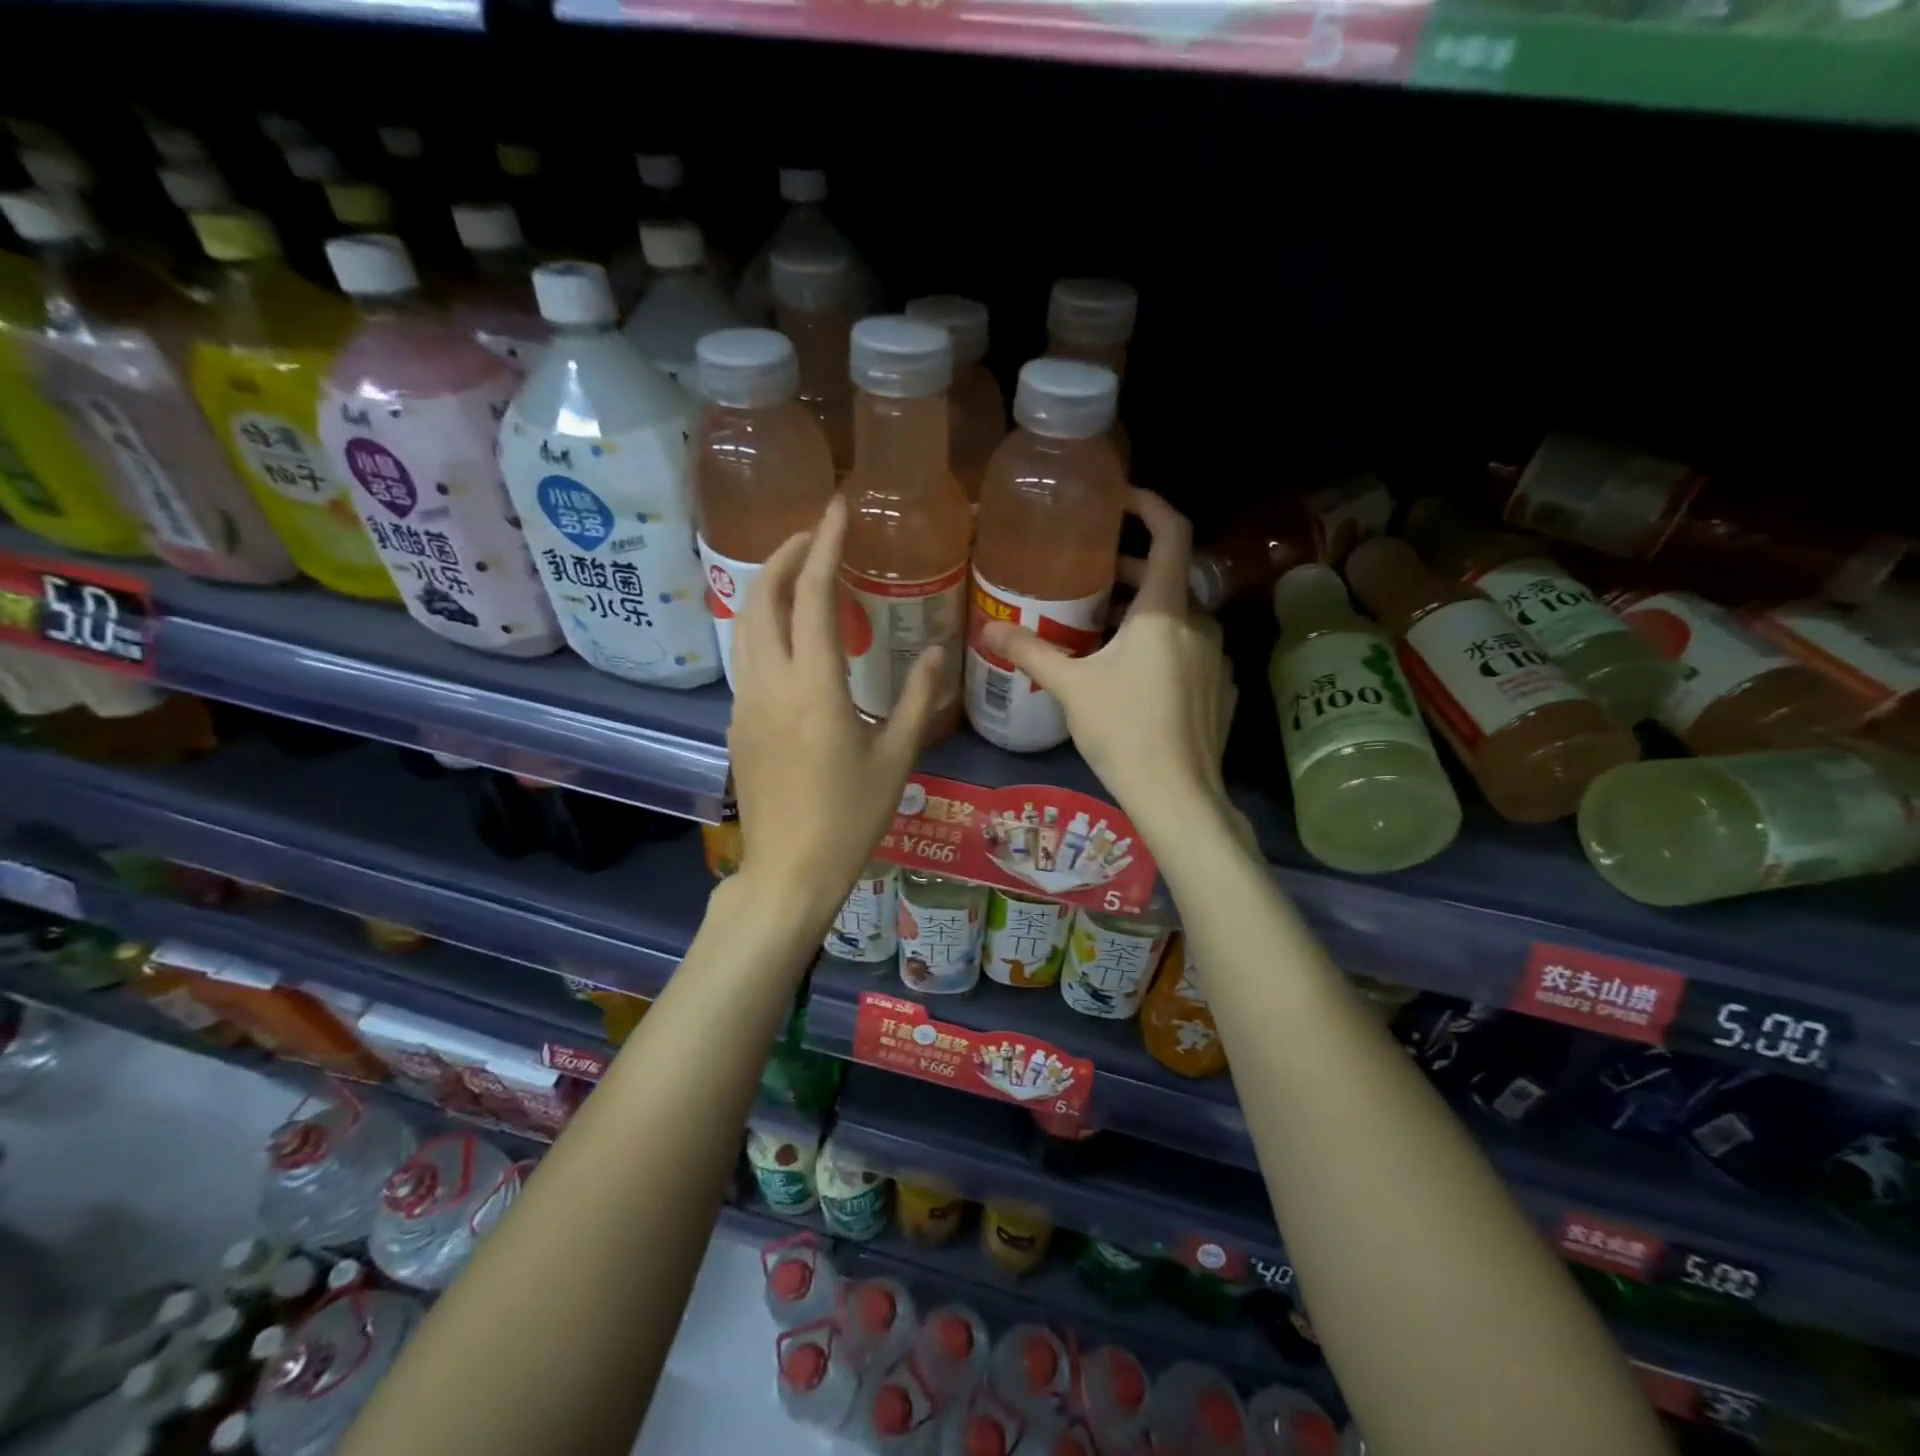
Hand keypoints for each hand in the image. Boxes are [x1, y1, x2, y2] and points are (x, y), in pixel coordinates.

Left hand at [728, 495, 942, 920]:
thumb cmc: (850, 818)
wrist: (789, 871)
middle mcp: (769, 683)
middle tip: (819, 536)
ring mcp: (745, 701)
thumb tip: (935, 651)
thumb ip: (919, 698)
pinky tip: (793, 638)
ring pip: (746, 623)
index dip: (826, 545)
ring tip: (804, 576)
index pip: (815, 596)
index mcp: (814, 687)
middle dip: (787, 555)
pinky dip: (766, 626)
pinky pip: (746, 656)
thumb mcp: (896, 757)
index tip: (837, 508)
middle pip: (762, 596)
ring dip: (771, 588)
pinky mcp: (736, 722)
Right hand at [981, 490, 1236, 836]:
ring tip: (1099, 630)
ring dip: (1141, 613)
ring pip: (1177, 618)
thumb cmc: (1123, 730)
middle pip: (1167, 578)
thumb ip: (1031, 652)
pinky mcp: (1220, 689)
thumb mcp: (1071, 687)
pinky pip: (1188, 650)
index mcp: (1165, 611)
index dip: (1149, 506)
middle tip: (1089, 578)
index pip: (1171, 533)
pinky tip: (1132, 676)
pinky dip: (1161, 646)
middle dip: (1129, 572)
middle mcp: (1199, 624)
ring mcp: (1216, 658)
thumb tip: (988, 630)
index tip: (1121, 500)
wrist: (1178, 795)